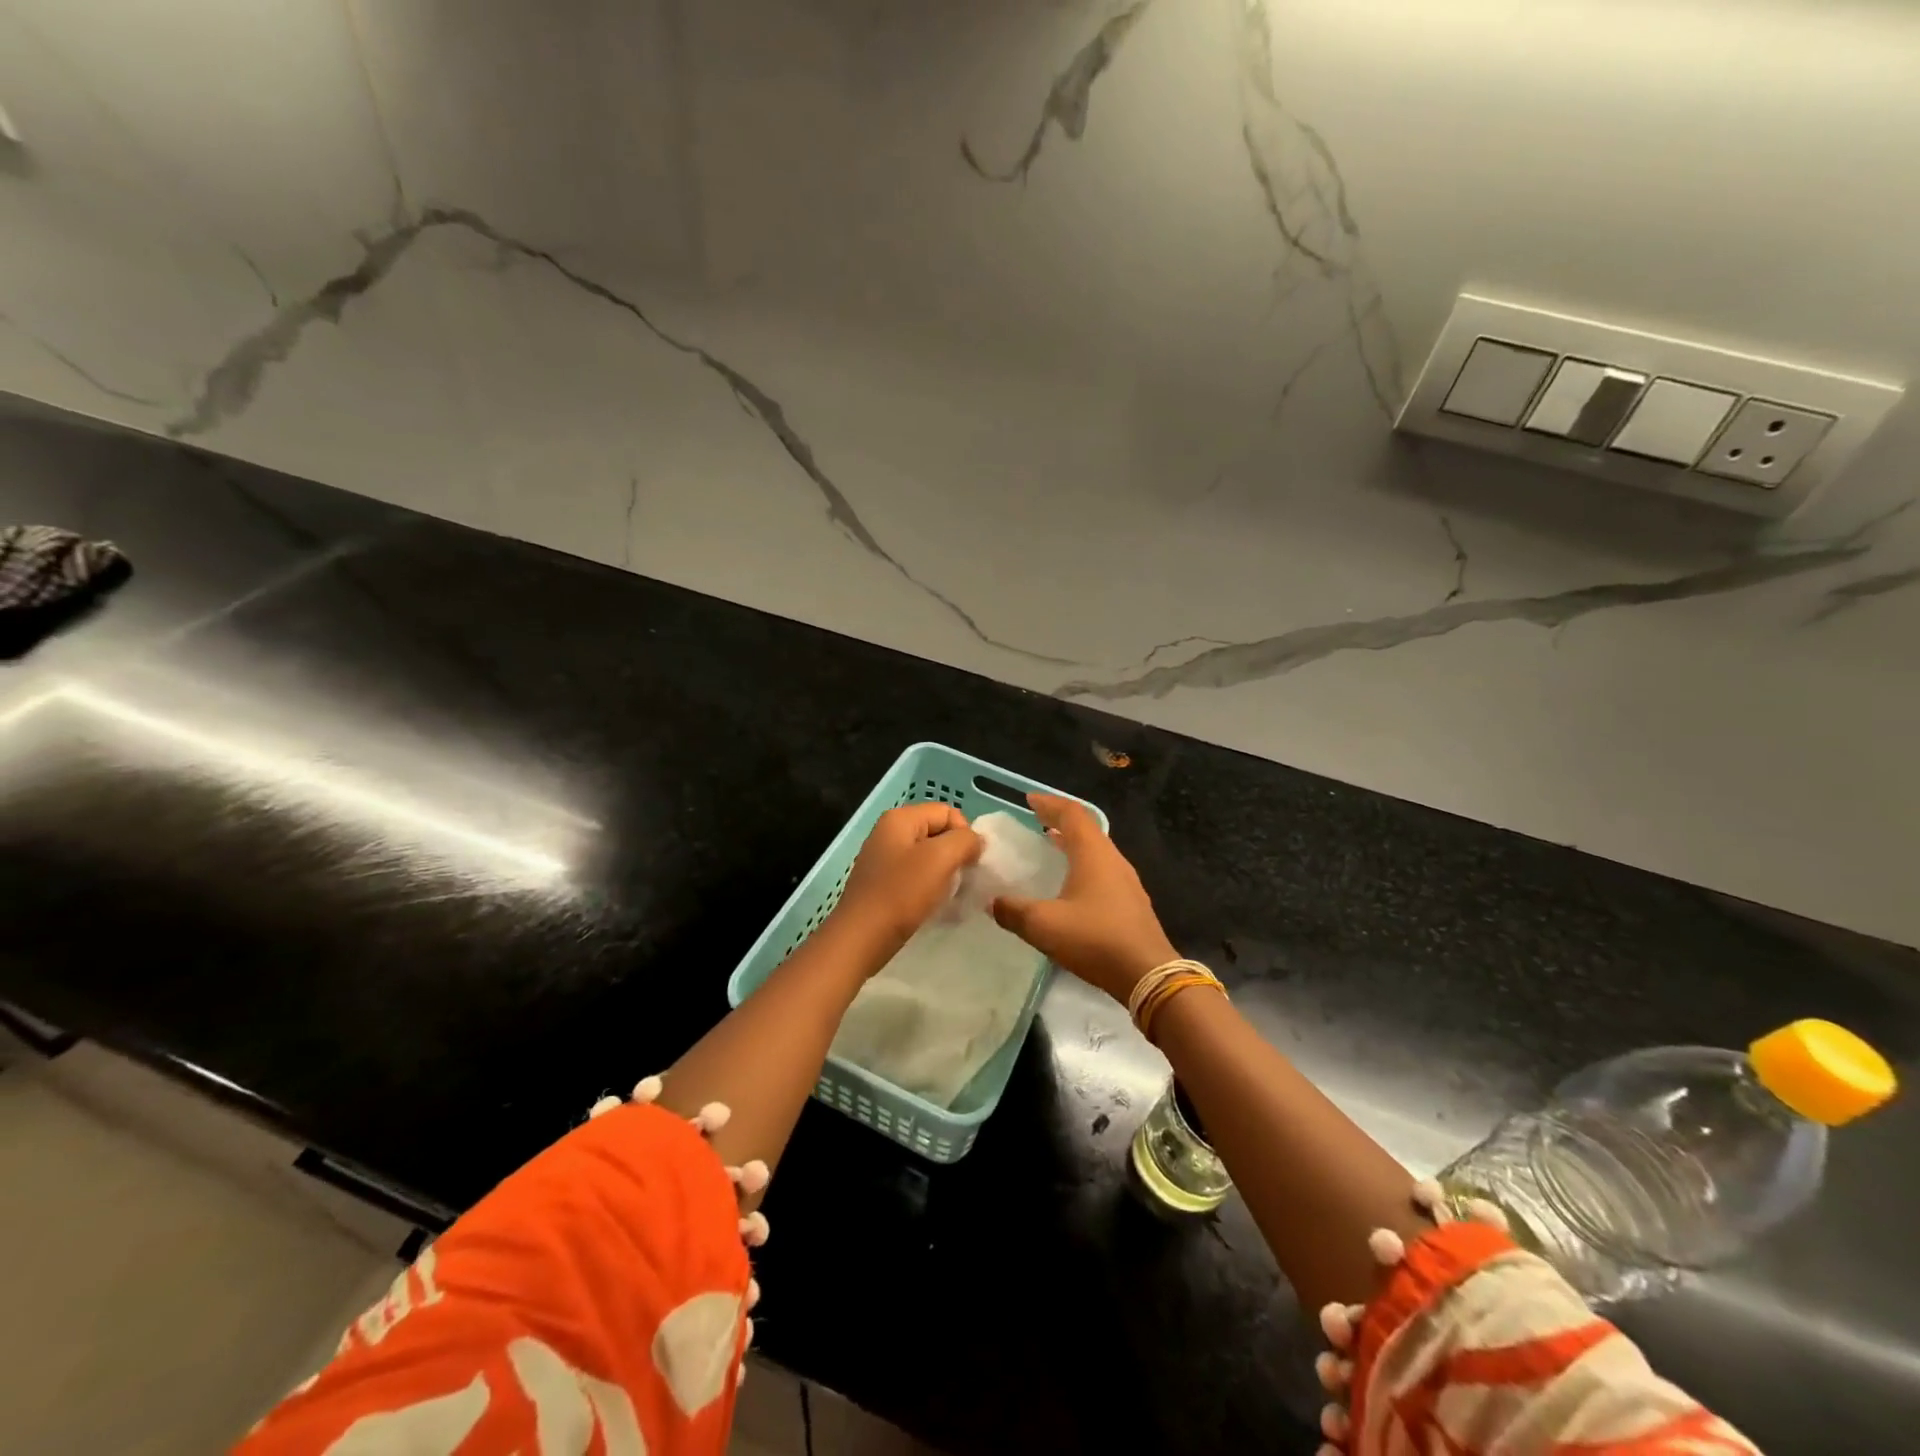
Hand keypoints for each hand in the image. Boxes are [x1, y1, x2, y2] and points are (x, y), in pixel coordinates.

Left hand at [828, 802, 981, 965]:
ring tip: (949, 895)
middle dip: (955, 854)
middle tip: (962, 880)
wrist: (861, 938)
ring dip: (945, 874)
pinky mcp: (883, 884)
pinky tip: (933, 905)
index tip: (969, 863)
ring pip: (928, 857)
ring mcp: (884, 859)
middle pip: (938, 833)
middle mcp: (889, 832)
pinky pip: (916, 876)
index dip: (964, 834)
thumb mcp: (940, 858)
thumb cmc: (901, 893)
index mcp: (900, 818)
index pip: (947, 812)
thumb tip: (975, 841)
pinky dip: (930, 887)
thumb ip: (965, 840)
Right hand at [990, 794, 1176, 1003]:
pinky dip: (1082, 864)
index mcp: (1093, 853)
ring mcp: (1126, 881)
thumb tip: (993, 902)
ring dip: (1072, 843)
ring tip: (1050, 846)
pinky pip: (1102, 870)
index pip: (1071, 813)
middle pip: (1086, 829)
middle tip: (1036, 821)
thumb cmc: (1095, 939)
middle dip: (1060, 821)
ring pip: (1096, 850)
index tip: (1028, 800)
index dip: (1049, 803)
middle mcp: (1112, 859)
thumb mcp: (1044, 925)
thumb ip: (1013, 911)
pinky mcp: (1131, 902)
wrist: (1147, 974)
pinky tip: (1070, 884)